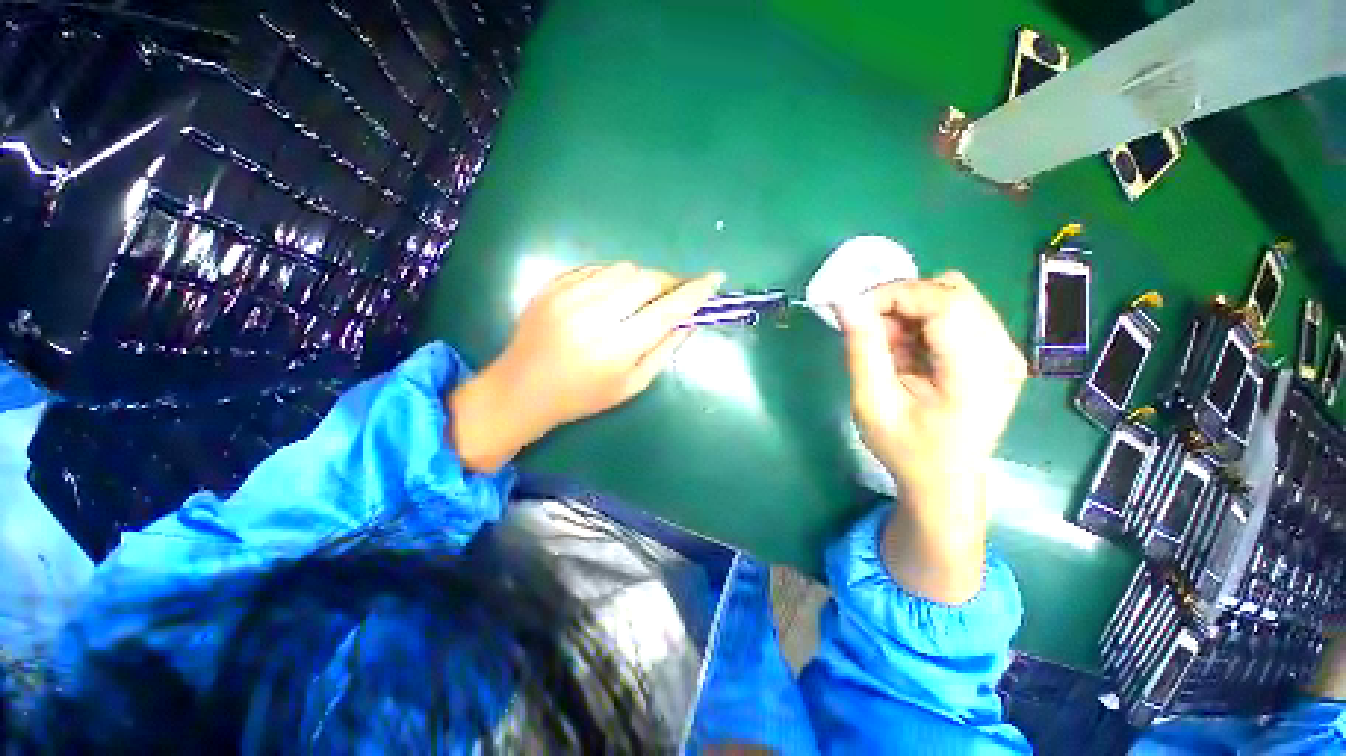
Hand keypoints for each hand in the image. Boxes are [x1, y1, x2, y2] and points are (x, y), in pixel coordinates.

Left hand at [450, 262, 724, 470]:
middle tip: (676, 292)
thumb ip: (664, 351)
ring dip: (642, 279)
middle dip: (670, 282)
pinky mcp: (552, 286)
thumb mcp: (631, 385)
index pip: (667, 310)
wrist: (521, 389)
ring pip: (623, 268)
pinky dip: (615, 277)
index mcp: (616, 348)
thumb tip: (689, 321)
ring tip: (640, 298)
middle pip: (647, 280)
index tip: (716, 278)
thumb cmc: (582, 397)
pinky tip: (612, 296)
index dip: (696, 291)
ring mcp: (568, 296)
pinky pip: (597, 268)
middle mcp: (593, 316)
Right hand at [836, 271, 1026, 603]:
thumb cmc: (906, 449)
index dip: (893, 295)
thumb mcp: (873, 403)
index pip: (943, 301)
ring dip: (910, 311)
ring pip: (954, 297)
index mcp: (977, 370)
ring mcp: (1004, 350)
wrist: (944, 481)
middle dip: (900, 300)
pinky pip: (957, 313)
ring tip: (887, 345)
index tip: (854, 311)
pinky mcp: (996, 352)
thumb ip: (862, 350)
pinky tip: (907, 351)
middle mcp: (1002, 352)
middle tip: (869, 331)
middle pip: (952, 291)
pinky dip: (922, 322)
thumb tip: (846, 303)